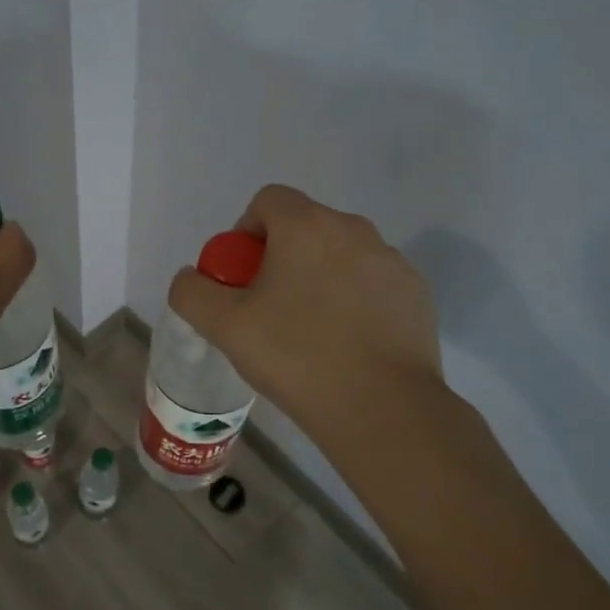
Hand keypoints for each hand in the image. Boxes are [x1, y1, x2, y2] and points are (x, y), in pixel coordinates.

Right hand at [166, 184, 445, 453]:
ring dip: (318, 278)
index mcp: (307, 226)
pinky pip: (371, 283)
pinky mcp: (416, 294)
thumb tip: (192, 277)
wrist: (383, 409)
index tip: (242, 278)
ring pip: (340, 255)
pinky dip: (354, 300)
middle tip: (268, 309)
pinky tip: (347, 345)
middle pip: (304, 227)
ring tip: (309, 333)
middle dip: (280, 258)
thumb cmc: (297, 357)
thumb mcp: (223, 326)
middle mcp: (354, 230)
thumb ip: (192, 292)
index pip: (268, 200)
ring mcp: (391, 262)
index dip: (245, 233)